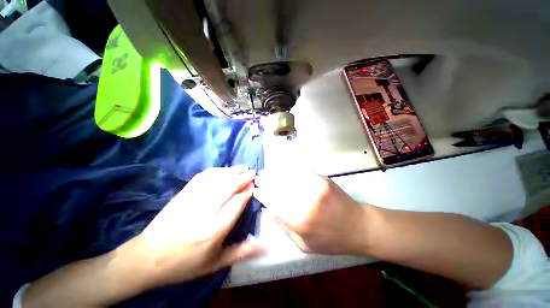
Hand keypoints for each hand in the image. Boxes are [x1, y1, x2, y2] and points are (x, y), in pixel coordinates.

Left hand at [122, 166, 264, 288]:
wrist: (147, 258)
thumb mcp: (215, 263)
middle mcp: (205, 211)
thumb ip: (241, 252)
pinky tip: (223, 169)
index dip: (247, 192)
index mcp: (214, 230)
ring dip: (232, 171)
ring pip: (217, 179)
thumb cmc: (185, 263)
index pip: (237, 203)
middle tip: (252, 173)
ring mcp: (192, 199)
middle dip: (243, 178)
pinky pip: (203, 176)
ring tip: (243, 168)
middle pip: (228, 187)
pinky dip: (216, 170)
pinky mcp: (183, 193)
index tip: (254, 186)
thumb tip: (265, 246)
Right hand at [253, 168, 370, 254]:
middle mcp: (305, 200)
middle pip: (278, 186)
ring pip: (287, 175)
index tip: (255, 190)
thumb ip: (284, 227)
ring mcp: (314, 186)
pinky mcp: (321, 178)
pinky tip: (281, 168)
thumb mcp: (304, 245)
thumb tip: (268, 209)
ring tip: (266, 172)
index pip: (273, 202)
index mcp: (299, 220)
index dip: (262, 194)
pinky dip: (288, 169)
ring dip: (274, 173)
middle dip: (265, 181)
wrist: (359, 226)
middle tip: (257, 178)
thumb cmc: (331, 240)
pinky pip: (300, 171)